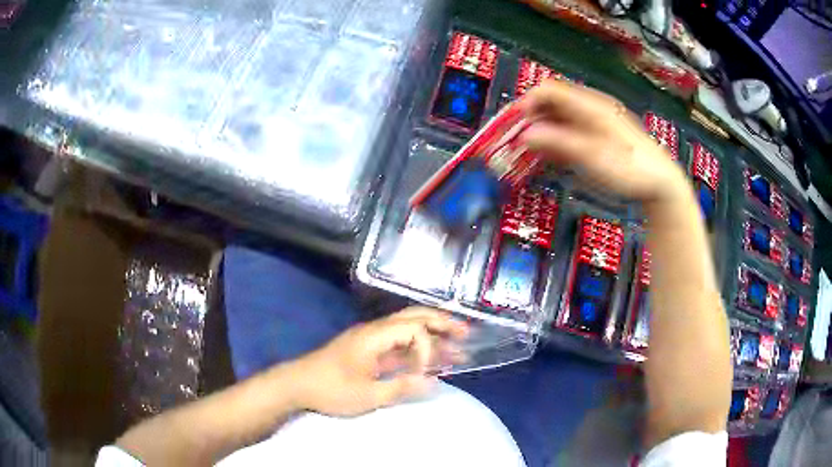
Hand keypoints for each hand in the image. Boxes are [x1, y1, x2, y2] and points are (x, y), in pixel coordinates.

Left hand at [292, 307, 468, 416]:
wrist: (297, 385)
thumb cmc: (330, 389)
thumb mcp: (367, 395)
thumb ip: (401, 388)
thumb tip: (434, 382)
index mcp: (374, 335)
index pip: (413, 329)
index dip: (427, 349)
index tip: (427, 372)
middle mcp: (375, 331)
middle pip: (413, 317)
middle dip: (442, 323)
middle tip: (466, 333)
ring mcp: (371, 340)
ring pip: (408, 330)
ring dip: (432, 337)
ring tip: (459, 348)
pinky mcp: (368, 351)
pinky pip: (399, 345)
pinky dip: (418, 350)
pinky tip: (431, 361)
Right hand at [519, 80, 687, 204]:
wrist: (660, 182)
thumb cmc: (629, 169)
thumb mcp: (593, 158)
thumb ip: (559, 143)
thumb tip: (524, 134)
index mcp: (590, 105)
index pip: (549, 90)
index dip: (526, 103)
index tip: (513, 126)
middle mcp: (590, 107)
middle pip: (552, 102)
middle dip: (530, 118)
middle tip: (515, 141)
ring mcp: (594, 121)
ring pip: (559, 117)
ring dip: (540, 131)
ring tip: (527, 152)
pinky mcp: (597, 135)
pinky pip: (569, 131)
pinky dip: (554, 140)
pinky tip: (549, 156)